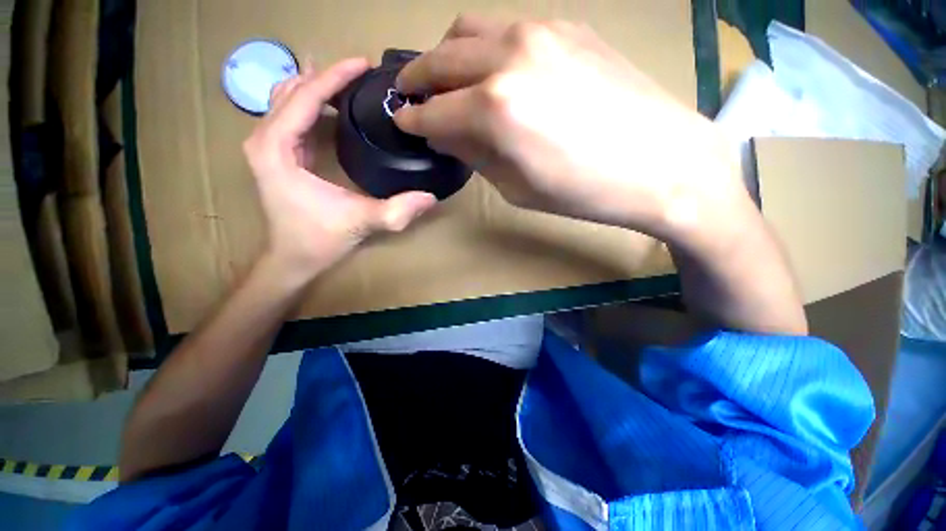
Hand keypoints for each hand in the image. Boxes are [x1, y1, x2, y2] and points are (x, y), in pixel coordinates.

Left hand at [243, 59, 436, 284]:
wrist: (292, 260)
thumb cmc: (318, 240)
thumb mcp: (361, 223)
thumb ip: (396, 211)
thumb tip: (431, 197)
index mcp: (276, 148)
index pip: (304, 98)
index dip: (334, 77)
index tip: (364, 63)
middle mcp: (265, 139)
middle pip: (292, 90)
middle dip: (326, 76)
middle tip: (361, 72)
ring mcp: (268, 146)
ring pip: (288, 98)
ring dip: (317, 86)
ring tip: (349, 80)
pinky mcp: (277, 154)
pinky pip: (291, 116)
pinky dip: (311, 103)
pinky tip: (332, 105)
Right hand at [394, 16, 753, 249]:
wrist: (661, 163)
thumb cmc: (584, 191)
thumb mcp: (517, 186)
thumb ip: (475, 154)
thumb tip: (446, 133)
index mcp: (495, 108)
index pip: (434, 111)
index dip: (413, 119)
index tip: (403, 122)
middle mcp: (509, 56)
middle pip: (442, 58)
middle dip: (418, 79)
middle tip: (410, 96)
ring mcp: (541, 32)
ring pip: (470, 30)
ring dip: (448, 56)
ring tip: (447, 80)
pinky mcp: (568, 27)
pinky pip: (508, 29)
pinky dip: (485, 48)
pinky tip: (493, 70)